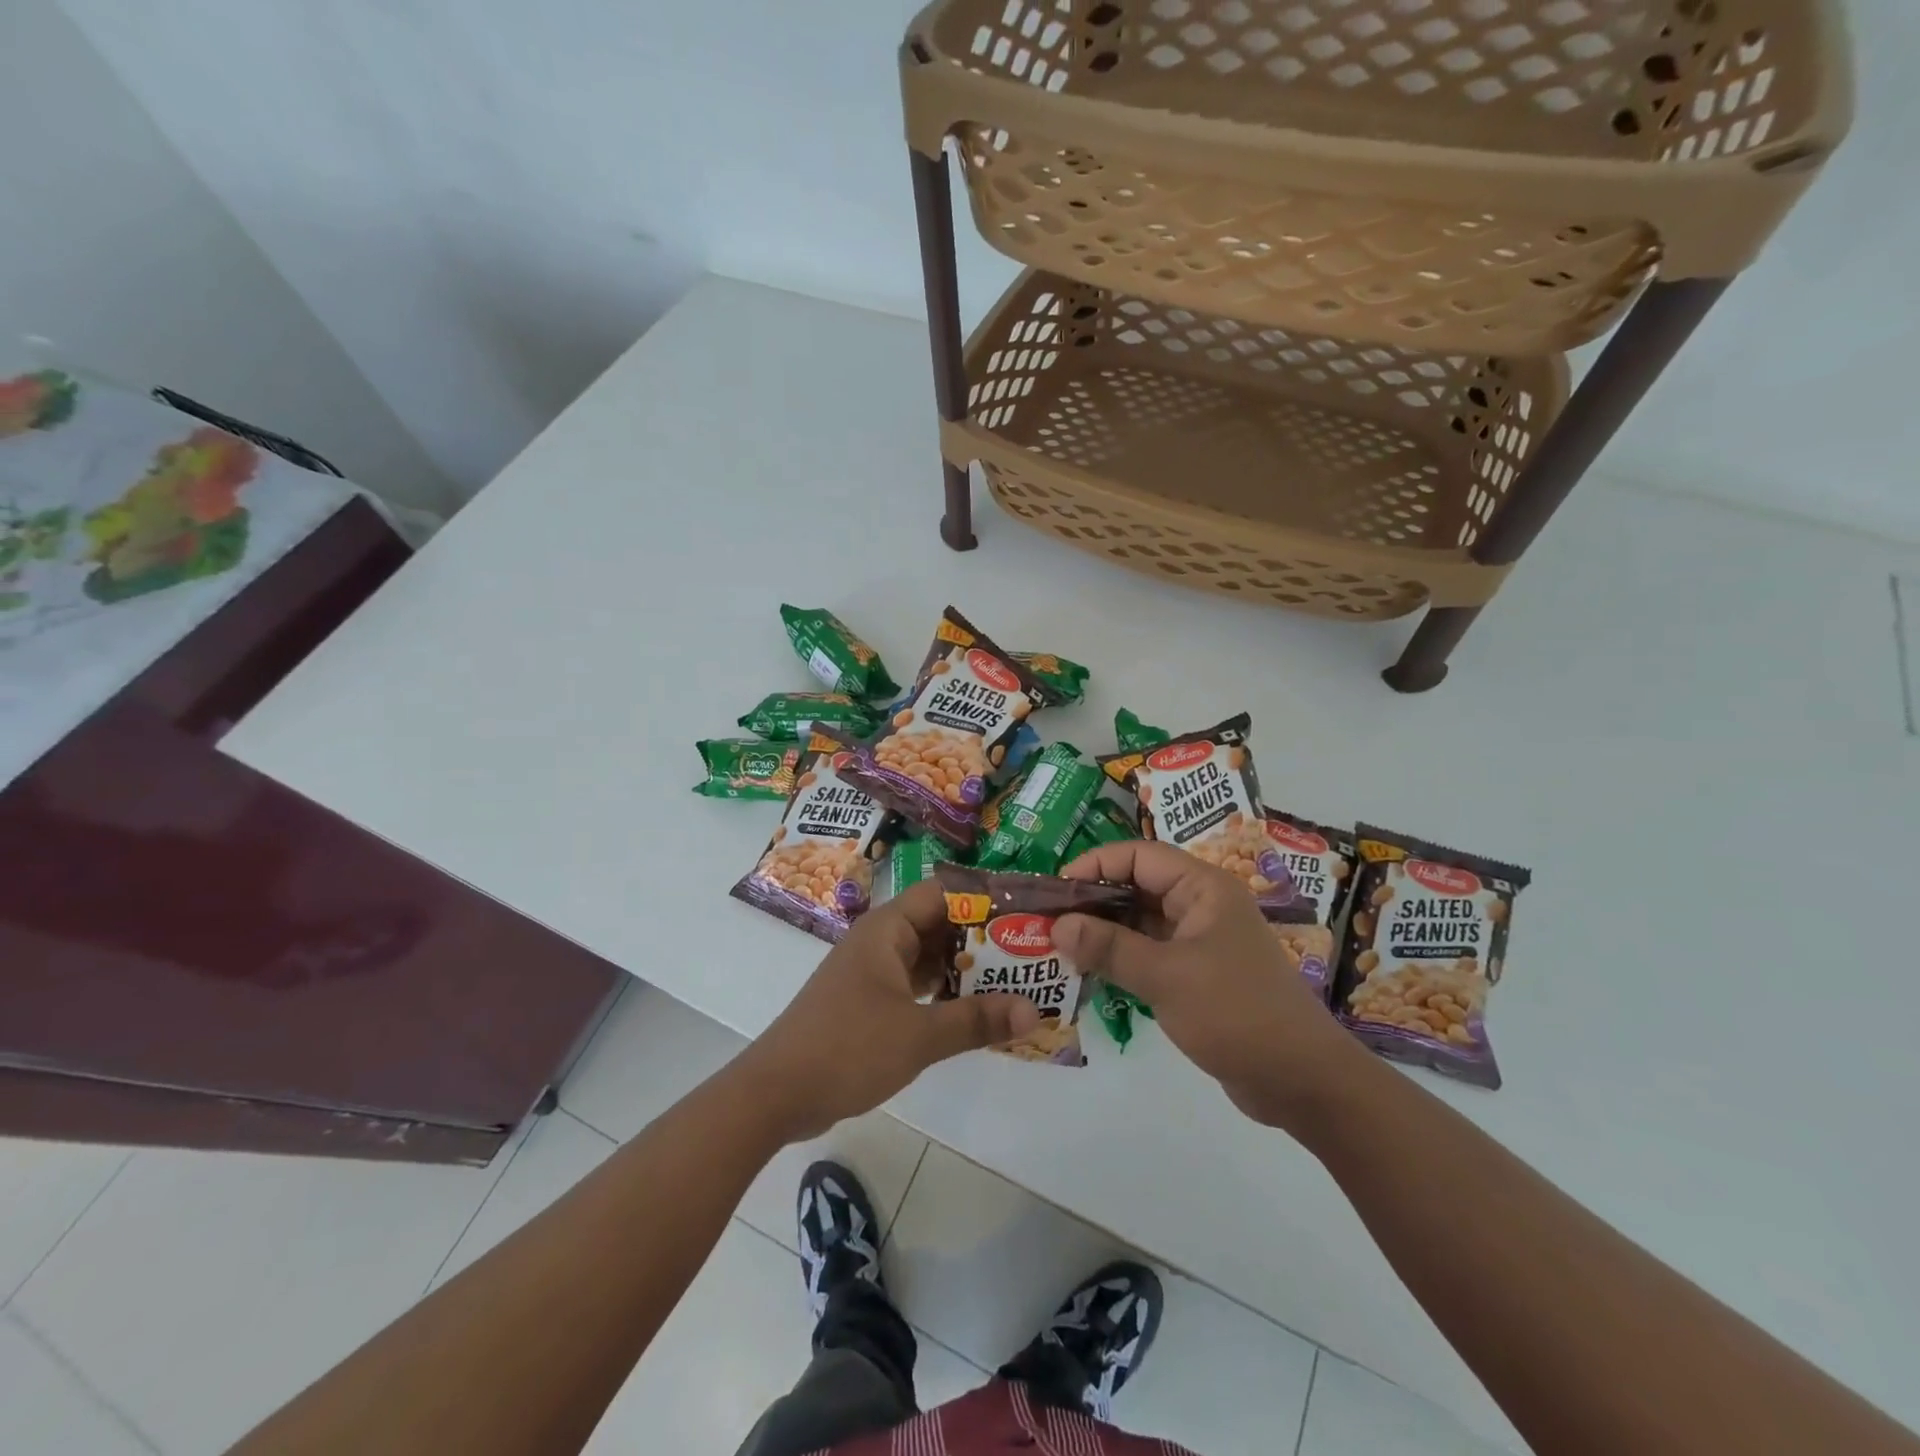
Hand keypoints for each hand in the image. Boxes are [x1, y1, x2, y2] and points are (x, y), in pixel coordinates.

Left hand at [740, 881, 1039, 1141]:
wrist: (776, 1094)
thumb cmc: (847, 1048)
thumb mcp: (919, 1035)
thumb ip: (976, 1020)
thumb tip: (1034, 1011)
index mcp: (888, 929)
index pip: (944, 893)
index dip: (985, 898)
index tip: (1027, 910)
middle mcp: (881, 941)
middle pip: (940, 925)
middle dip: (984, 938)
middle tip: (1033, 950)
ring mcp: (873, 973)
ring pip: (929, 958)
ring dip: (966, 970)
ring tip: (1017, 980)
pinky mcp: (869, 1003)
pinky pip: (916, 986)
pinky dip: (945, 995)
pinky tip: (977, 1012)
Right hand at [1055, 840, 1363, 1130]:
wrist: (1303, 1082)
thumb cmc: (1237, 1013)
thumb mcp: (1166, 977)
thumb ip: (1110, 948)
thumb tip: (1057, 925)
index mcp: (1204, 888)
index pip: (1140, 855)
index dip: (1096, 864)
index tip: (1057, 890)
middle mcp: (1202, 906)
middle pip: (1138, 886)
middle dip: (1094, 900)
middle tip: (1049, 920)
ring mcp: (1201, 942)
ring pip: (1141, 922)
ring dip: (1104, 931)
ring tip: (1060, 946)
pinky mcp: (1198, 975)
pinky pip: (1150, 953)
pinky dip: (1121, 958)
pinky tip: (1089, 972)